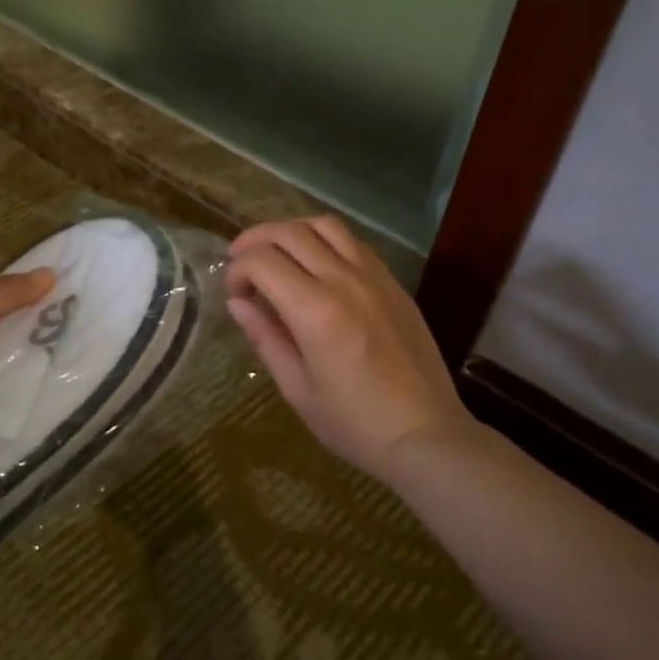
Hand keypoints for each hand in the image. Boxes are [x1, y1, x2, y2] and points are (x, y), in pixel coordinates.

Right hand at [225, 217, 473, 476]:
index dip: (238, 270)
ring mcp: (375, 277)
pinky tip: (316, 266)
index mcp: (315, 311)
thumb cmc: (353, 422)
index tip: (233, 293)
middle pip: (290, 232)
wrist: (424, 434)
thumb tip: (237, 303)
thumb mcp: (297, 388)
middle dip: (255, 240)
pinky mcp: (394, 283)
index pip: (263, 261)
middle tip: (241, 262)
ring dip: (292, 231)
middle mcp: (345, 281)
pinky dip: (325, 241)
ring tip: (278, 254)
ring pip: (325, 225)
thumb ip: (265, 338)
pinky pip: (354, 243)